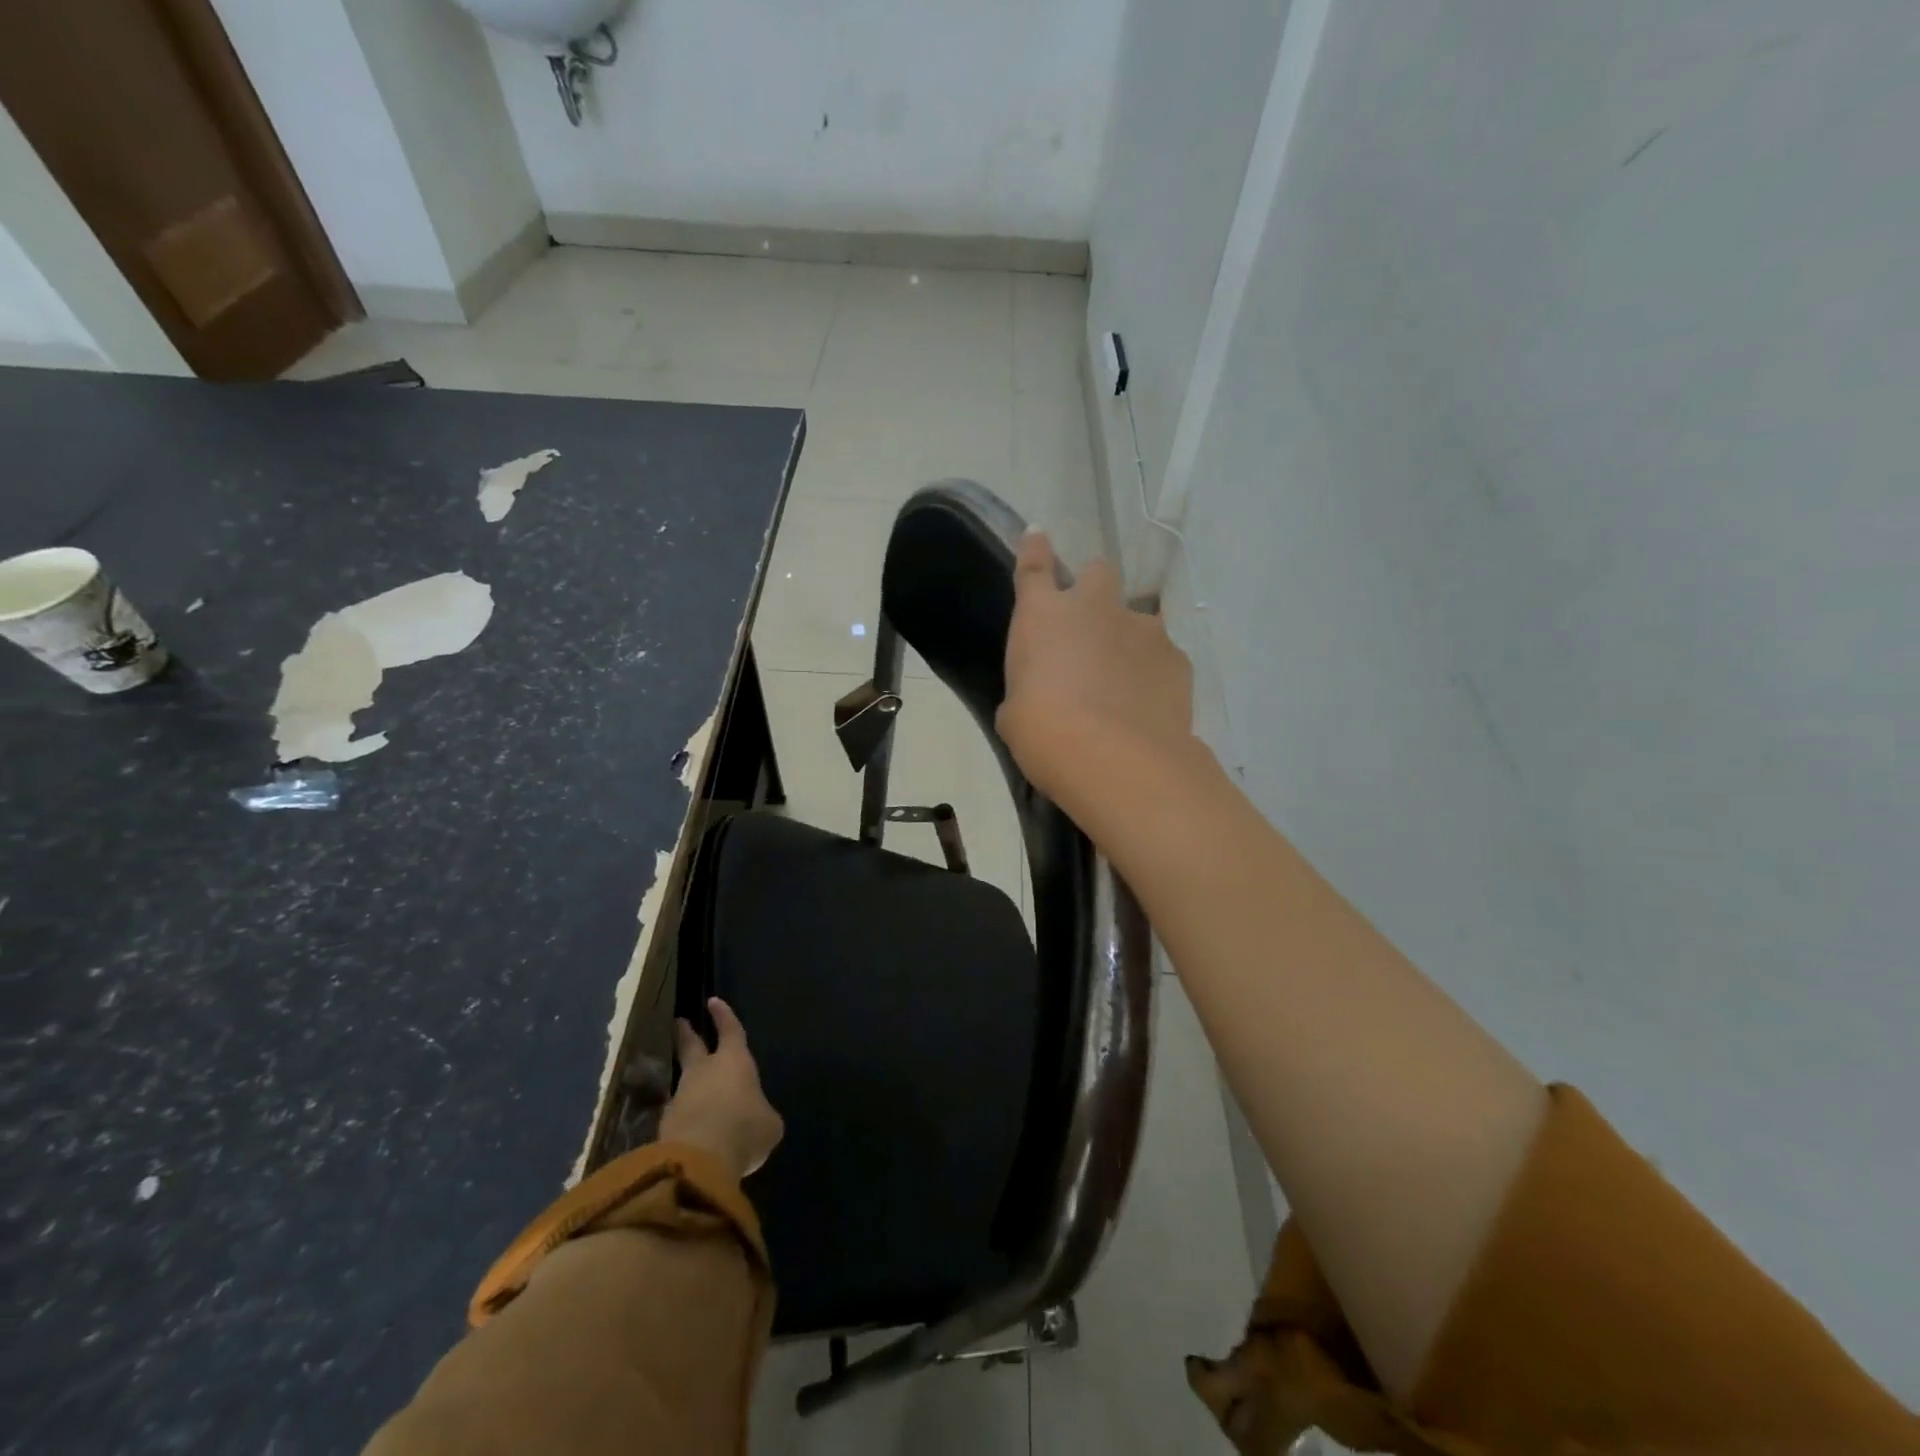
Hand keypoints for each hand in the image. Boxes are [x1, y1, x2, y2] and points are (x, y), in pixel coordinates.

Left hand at [660, 998, 783, 1179]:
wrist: (699, 1160)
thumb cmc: (744, 1129)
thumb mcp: (769, 1124)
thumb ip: (761, 1115)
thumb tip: (757, 1119)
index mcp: (734, 1062)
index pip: (731, 1031)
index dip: (724, 1017)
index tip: (713, 1001)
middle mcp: (704, 1072)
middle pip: (693, 1047)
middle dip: (687, 1035)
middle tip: (680, 1022)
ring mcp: (681, 1097)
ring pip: (685, 1083)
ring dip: (689, 1085)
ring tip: (695, 1091)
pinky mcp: (665, 1125)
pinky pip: (680, 1115)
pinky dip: (686, 1118)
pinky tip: (693, 1130)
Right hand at [997, 530, 1194, 808]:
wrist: (1116, 760)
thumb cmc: (1045, 734)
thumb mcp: (1016, 715)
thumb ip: (1027, 692)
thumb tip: (1035, 699)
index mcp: (1043, 616)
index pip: (1035, 567)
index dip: (1035, 549)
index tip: (1038, 535)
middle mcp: (1095, 608)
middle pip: (1098, 572)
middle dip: (1094, 589)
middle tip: (1090, 625)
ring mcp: (1143, 629)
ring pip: (1138, 618)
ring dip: (1128, 639)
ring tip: (1125, 682)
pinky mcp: (1178, 658)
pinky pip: (1163, 656)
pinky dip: (1154, 673)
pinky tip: (1148, 705)